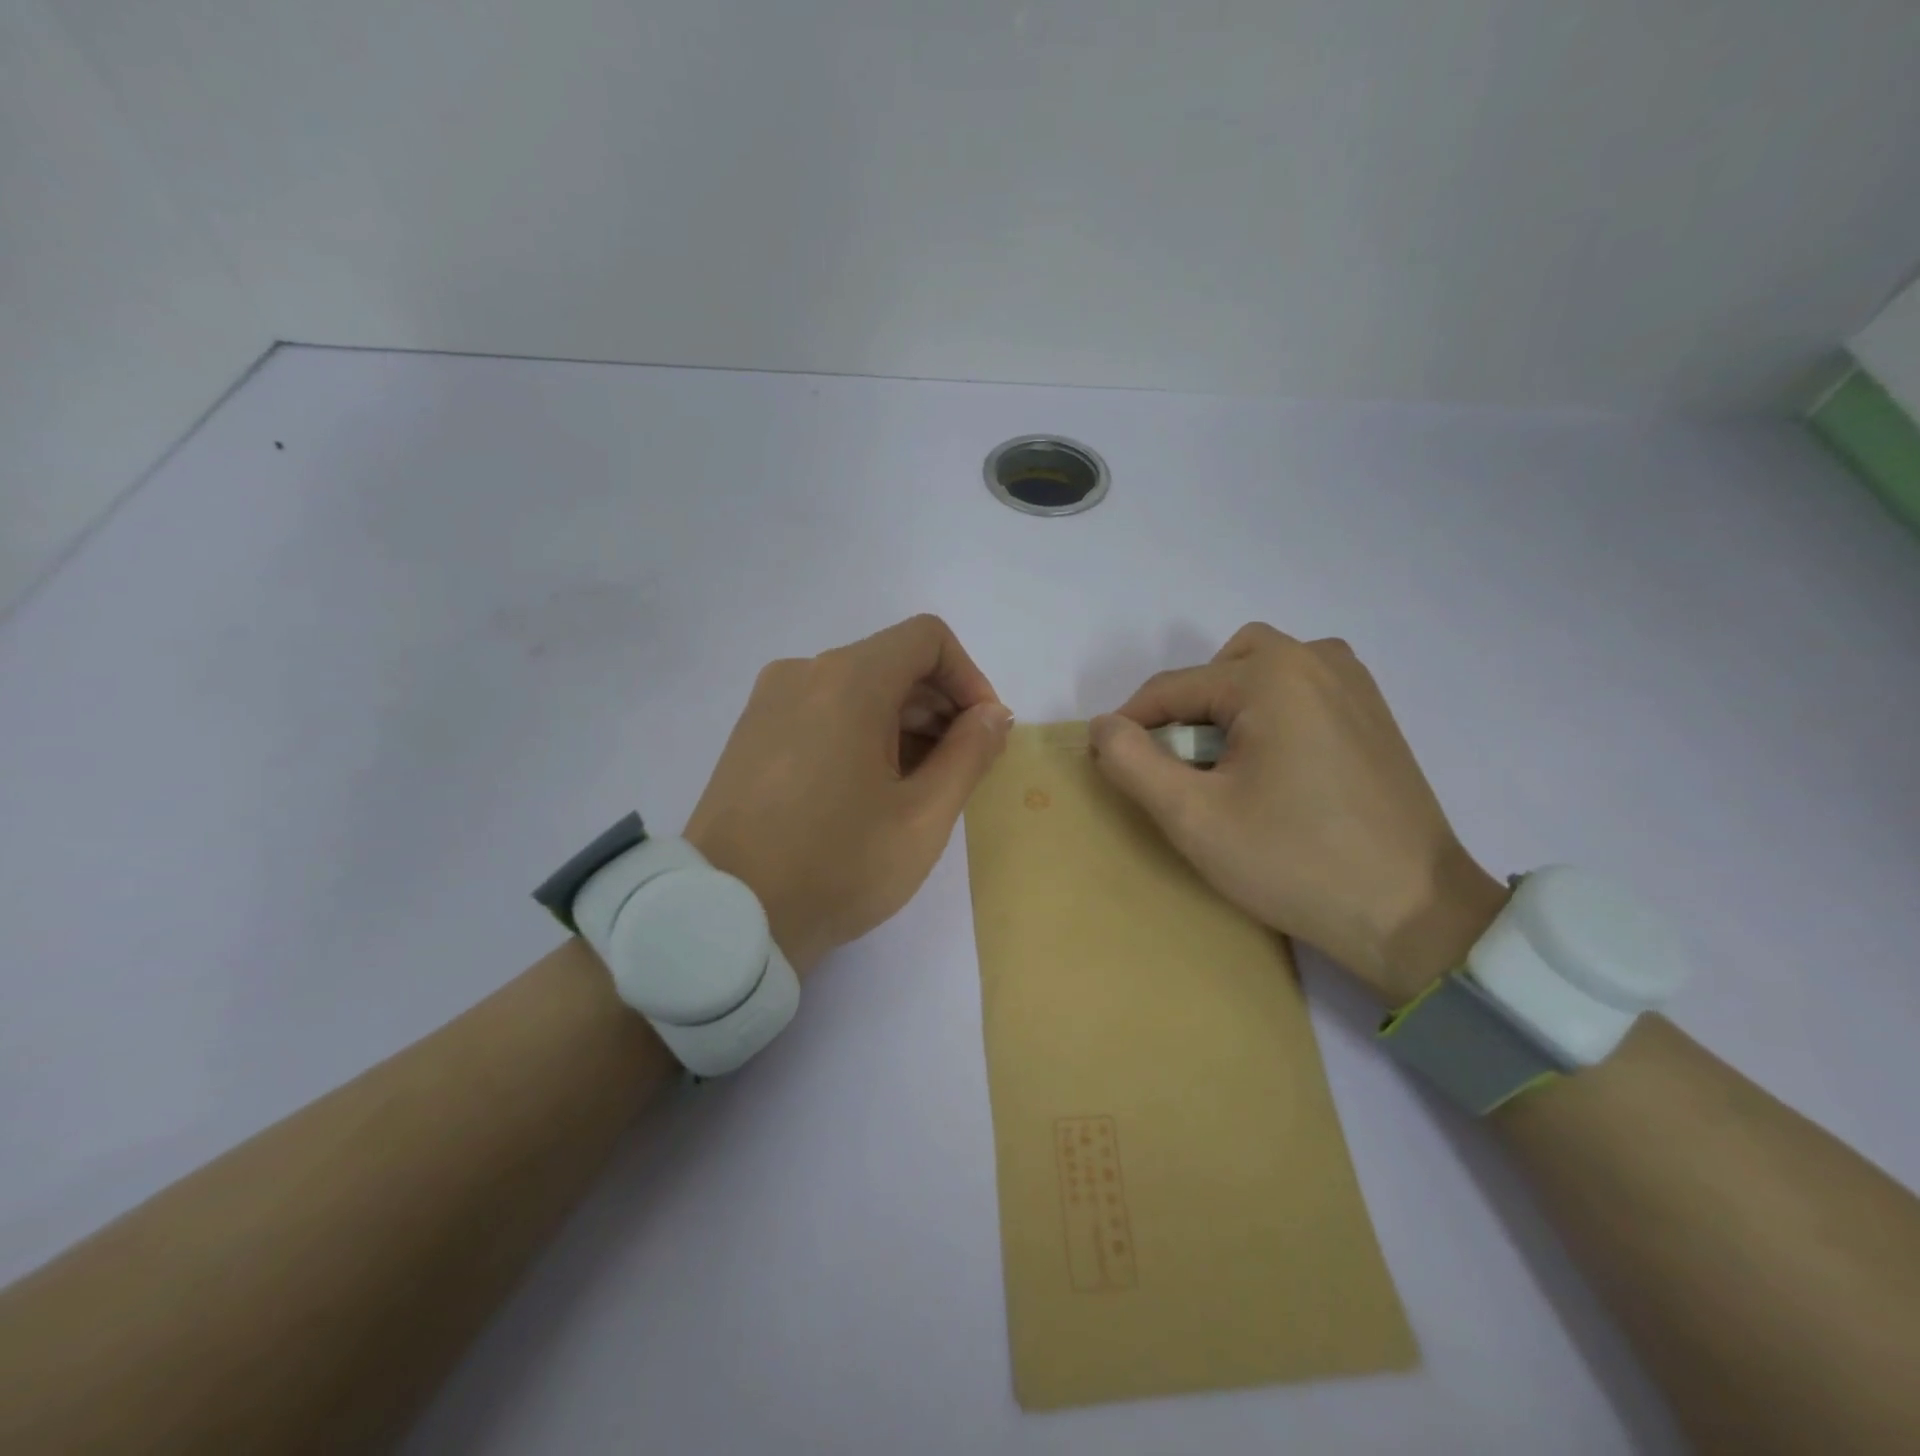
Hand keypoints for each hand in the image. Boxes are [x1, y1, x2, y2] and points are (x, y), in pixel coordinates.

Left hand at [685, 615, 1012, 976]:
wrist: (727, 918)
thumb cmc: (838, 864)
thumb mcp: (923, 816)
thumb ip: (970, 754)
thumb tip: (993, 714)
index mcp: (848, 680)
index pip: (927, 639)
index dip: (969, 678)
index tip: (983, 732)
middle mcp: (804, 673)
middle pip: (892, 663)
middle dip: (939, 707)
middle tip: (960, 769)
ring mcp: (770, 702)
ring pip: (857, 689)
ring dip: (902, 724)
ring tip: (917, 788)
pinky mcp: (752, 733)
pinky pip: (823, 712)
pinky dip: (861, 733)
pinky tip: (869, 791)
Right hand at [1089, 623, 1506, 1004]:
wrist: (1413, 913)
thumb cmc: (1294, 862)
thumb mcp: (1193, 817)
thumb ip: (1133, 763)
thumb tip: (1103, 726)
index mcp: (1271, 675)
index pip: (1171, 688)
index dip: (1132, 728)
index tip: (1115, 770)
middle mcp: (1315, 658)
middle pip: (1216, 670)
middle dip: (1186, 713)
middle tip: (1185, 772)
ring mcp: (1353, 681)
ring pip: (1259, 672)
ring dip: (1227, 709)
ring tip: (1227, 769)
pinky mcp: (1373, 710)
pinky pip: (1299, 688)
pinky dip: (1269, 712)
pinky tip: (1274, 767)